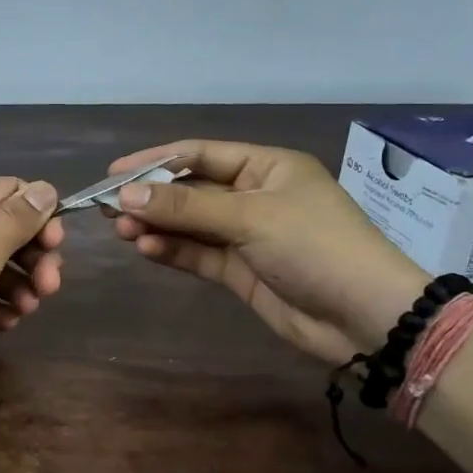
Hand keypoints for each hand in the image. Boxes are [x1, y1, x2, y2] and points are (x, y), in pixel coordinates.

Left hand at [0, 177, 63, 404]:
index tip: (57, 246)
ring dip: (16, 286)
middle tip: (49, 288)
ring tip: (26, 311)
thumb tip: (46, 187)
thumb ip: (18, 220)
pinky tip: (5, 325)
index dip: (39, 214)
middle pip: (4, 231)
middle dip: (32, 257)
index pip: (10, 191)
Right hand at [107, 140, 427, 364]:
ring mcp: (246, 235)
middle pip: (191, 189)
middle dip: (151, 197)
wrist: (364, 318)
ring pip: (190, 224)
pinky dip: (172, 250)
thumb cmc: (315, 247)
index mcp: (266, 167)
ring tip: (122, 231)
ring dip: (157, 225)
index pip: (200, 154)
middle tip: (108, 208)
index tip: (113, 172)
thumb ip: (186, 206)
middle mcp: (254, 195)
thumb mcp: (250, 217)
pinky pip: (197, 253)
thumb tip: (125, 195)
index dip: (154, 160)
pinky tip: (146, 249)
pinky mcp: (240, 270)